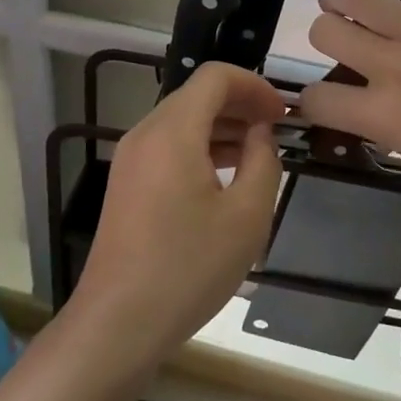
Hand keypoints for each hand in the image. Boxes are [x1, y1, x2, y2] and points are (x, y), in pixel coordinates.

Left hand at [76, 62, 286, 365]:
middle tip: (277, 131)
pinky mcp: (126, 183)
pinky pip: (168, 146)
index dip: (254, 85)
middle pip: (197, 95)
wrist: (117, 323)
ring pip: (182, 121)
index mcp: (173, 131)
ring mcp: (131, 159)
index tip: (283, 115)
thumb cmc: (188, 268)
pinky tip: (225, 177)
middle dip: (240, 104)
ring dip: (222, 127)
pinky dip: (200, 147)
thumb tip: (261, 133)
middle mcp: (146, 134)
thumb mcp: (246, 216)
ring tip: (258, 153)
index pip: (215, 76)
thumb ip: (263, 161)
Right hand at [296, 0, 400, 233]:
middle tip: (340, 39)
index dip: (311, 99)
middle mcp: (397, 67)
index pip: (319, 97)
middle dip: (324, 34)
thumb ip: (389, 125)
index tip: (322, 97)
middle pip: (327, 30)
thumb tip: (369, 101)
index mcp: (388, 117)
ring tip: (345, 0)